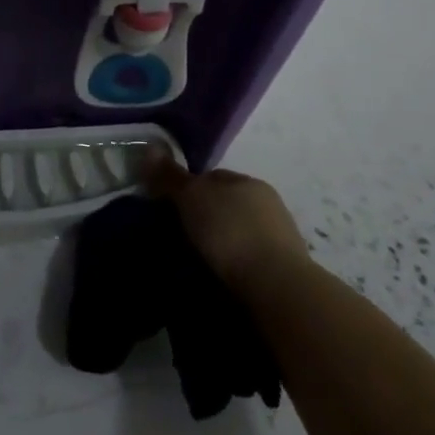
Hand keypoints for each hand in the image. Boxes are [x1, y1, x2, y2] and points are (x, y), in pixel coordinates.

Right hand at [144, 152, 310, 297]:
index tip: (168, 207)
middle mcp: (268, 204)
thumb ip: (171, 176)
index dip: (188, 188)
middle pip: (226, 205)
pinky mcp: (284, 272)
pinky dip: (235, 266)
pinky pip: (250, 261)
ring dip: (222, 244)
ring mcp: (280, 238)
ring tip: (197, 261)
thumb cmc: (231, 231)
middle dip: (205, 217)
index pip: (212, 176)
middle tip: (179, 235)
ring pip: (239, 234)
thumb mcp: (192, 198)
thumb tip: (150, 148)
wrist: (276, 287)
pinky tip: (220, 278)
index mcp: (249, 181)